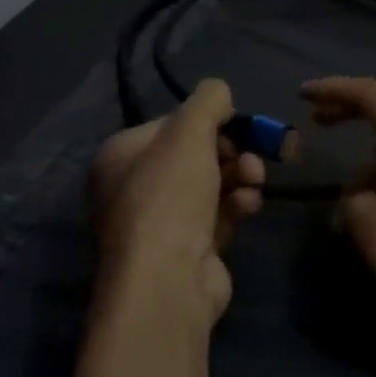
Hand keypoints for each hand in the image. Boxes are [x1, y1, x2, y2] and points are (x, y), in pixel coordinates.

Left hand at [91, 79, 266, 325]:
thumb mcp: (191, 129)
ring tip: (254, 182)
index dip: (210, 122)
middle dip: (233, 151)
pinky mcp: (185, 251)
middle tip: (254, 156)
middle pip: (196, 154)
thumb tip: (221, 95)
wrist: (167, 281)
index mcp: (120, 156)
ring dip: (241, 176)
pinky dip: (236, 205)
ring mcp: (158, 224)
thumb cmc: (170, 195)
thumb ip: (210, 99)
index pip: (173, 124)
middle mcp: (132, 188)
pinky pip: (218, 214)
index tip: (236, 126)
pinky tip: (248, 206)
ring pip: (212, 183)